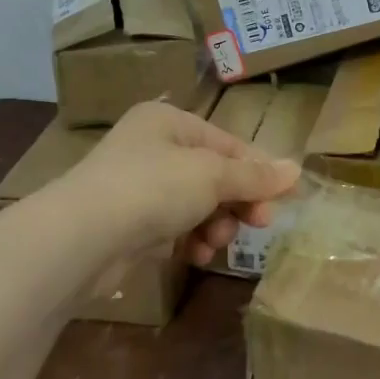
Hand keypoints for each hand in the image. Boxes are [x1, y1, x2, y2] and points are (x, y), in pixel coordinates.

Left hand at [61, 100, 300, 265]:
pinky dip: (190, 241)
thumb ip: (255, 176)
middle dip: (237, 203)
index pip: (228, 144)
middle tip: (260, 224)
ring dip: (215, 226)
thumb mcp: (213, 176)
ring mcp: (137, 187)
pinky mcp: (129, 223)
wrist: (82, 238)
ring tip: (215, 243)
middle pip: (214, 176)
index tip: (284, 199)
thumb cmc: (153, 188)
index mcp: (169, 122)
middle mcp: (152, 148)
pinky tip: (195, 255)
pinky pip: (174, 227)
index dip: (259, 172)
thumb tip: (297, 169)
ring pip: (197, 205)